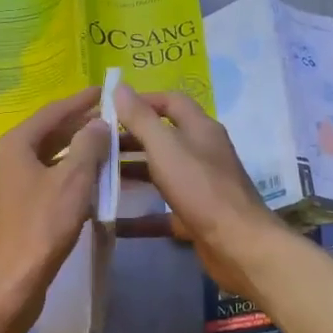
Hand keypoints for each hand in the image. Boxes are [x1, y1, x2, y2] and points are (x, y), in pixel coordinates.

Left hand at [0, 88, 111, 325]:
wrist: (10, 282)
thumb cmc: (41, 226)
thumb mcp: (73, 181)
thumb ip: (88, 146)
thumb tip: (98, 124)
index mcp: (14, 145)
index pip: (52, 113)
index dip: (80, 102)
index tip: (104, 91)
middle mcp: (4, 160)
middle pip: (47, 135)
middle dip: (79, 127)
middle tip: (111, 119)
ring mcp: (6, 187)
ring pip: (46, 160)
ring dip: (75, 154)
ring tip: (106, 148)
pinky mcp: (13, 211)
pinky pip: (44, 182)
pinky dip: (66, 177)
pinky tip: (89, 183)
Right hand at [111, 84, 281, 297]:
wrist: (238, 245)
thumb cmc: (201, 189)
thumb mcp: (166, 148)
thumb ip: (141, 119)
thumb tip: (118, 86)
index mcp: (200, 129)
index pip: (170, 102)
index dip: (140, 101)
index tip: (107, 110)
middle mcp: (202, 153)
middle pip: (162, 138)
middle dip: (129, 140)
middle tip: (94, 146)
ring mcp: (200, 186)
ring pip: (160, 174)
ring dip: (131, 174)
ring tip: (96, 177)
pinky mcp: (195, 216)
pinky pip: (162, 211)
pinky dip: (139, 216)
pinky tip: (112, 222)